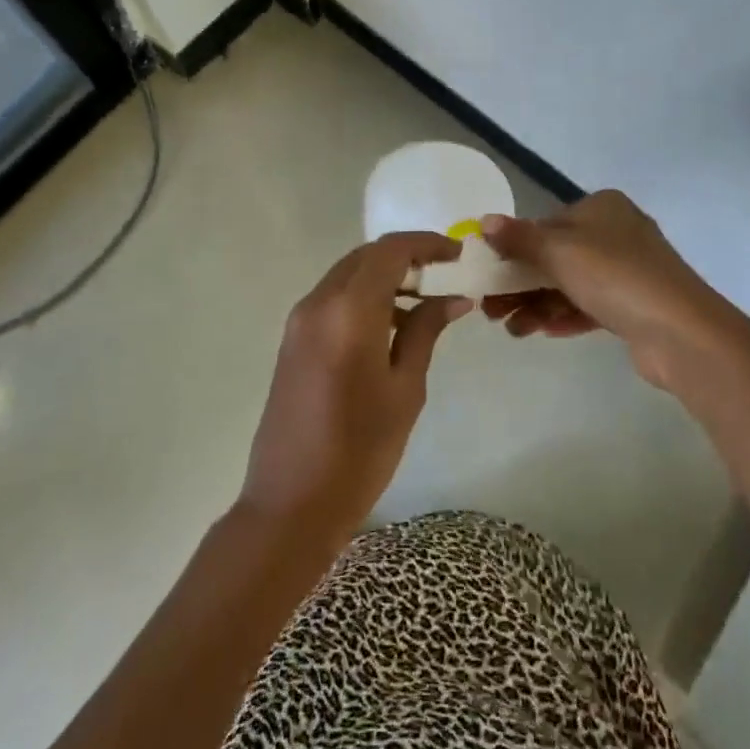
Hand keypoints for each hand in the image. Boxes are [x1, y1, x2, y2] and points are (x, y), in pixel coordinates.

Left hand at [240, 233, 470, 543]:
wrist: (291, 503)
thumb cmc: (360, 450)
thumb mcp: (405, 389)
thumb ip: (425, 332)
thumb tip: (453, 297)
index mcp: (348, 311)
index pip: (390, 251)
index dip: (427, 244)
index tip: (458, 255)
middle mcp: (318, 303)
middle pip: (366, 257)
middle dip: (407, 257)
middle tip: (445, 276)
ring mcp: (299, 321)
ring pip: (348, 275)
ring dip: (384, 277)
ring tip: (425, 303)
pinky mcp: (292, 340)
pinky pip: (333, 299)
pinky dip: (364, 297)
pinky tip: (391, 326)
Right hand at [480, 190, 735, 391]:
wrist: (681, 332)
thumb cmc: (614, 276)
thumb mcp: (559, 250)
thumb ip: (519, 237)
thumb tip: (484, 221)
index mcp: (601, 208)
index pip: (546, 223)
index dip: (514, 248)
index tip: (488, 274)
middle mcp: (616, 233)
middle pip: (555, 256)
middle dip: (520, 283)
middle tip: (490, 310)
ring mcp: (628, 272)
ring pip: (569, 284)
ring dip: (537, 305)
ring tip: (511, 329)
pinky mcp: (634, 306)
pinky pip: (588, 306)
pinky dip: (562, 317)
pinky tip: (539, 332)